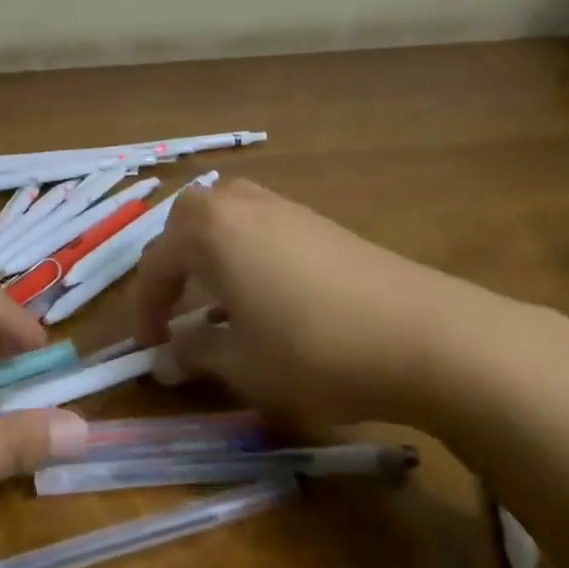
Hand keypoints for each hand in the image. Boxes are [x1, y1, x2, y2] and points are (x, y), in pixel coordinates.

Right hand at [135, 180, 556, 432]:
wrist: (423, 334)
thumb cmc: (312, 347)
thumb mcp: (241, 363)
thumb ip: (194, 355)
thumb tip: (166, 358)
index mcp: (207, 230)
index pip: (155, 263)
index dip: (145, 309)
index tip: (149, 348)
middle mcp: (238, 204)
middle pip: (186, 222)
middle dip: (173, 263)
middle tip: (178, 307)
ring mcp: (283, 207)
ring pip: (225, 218)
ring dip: (210, 253)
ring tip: (220, 299)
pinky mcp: (319, 221)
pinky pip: (261, 226)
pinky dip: (246, 252)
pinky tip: (269, 293)